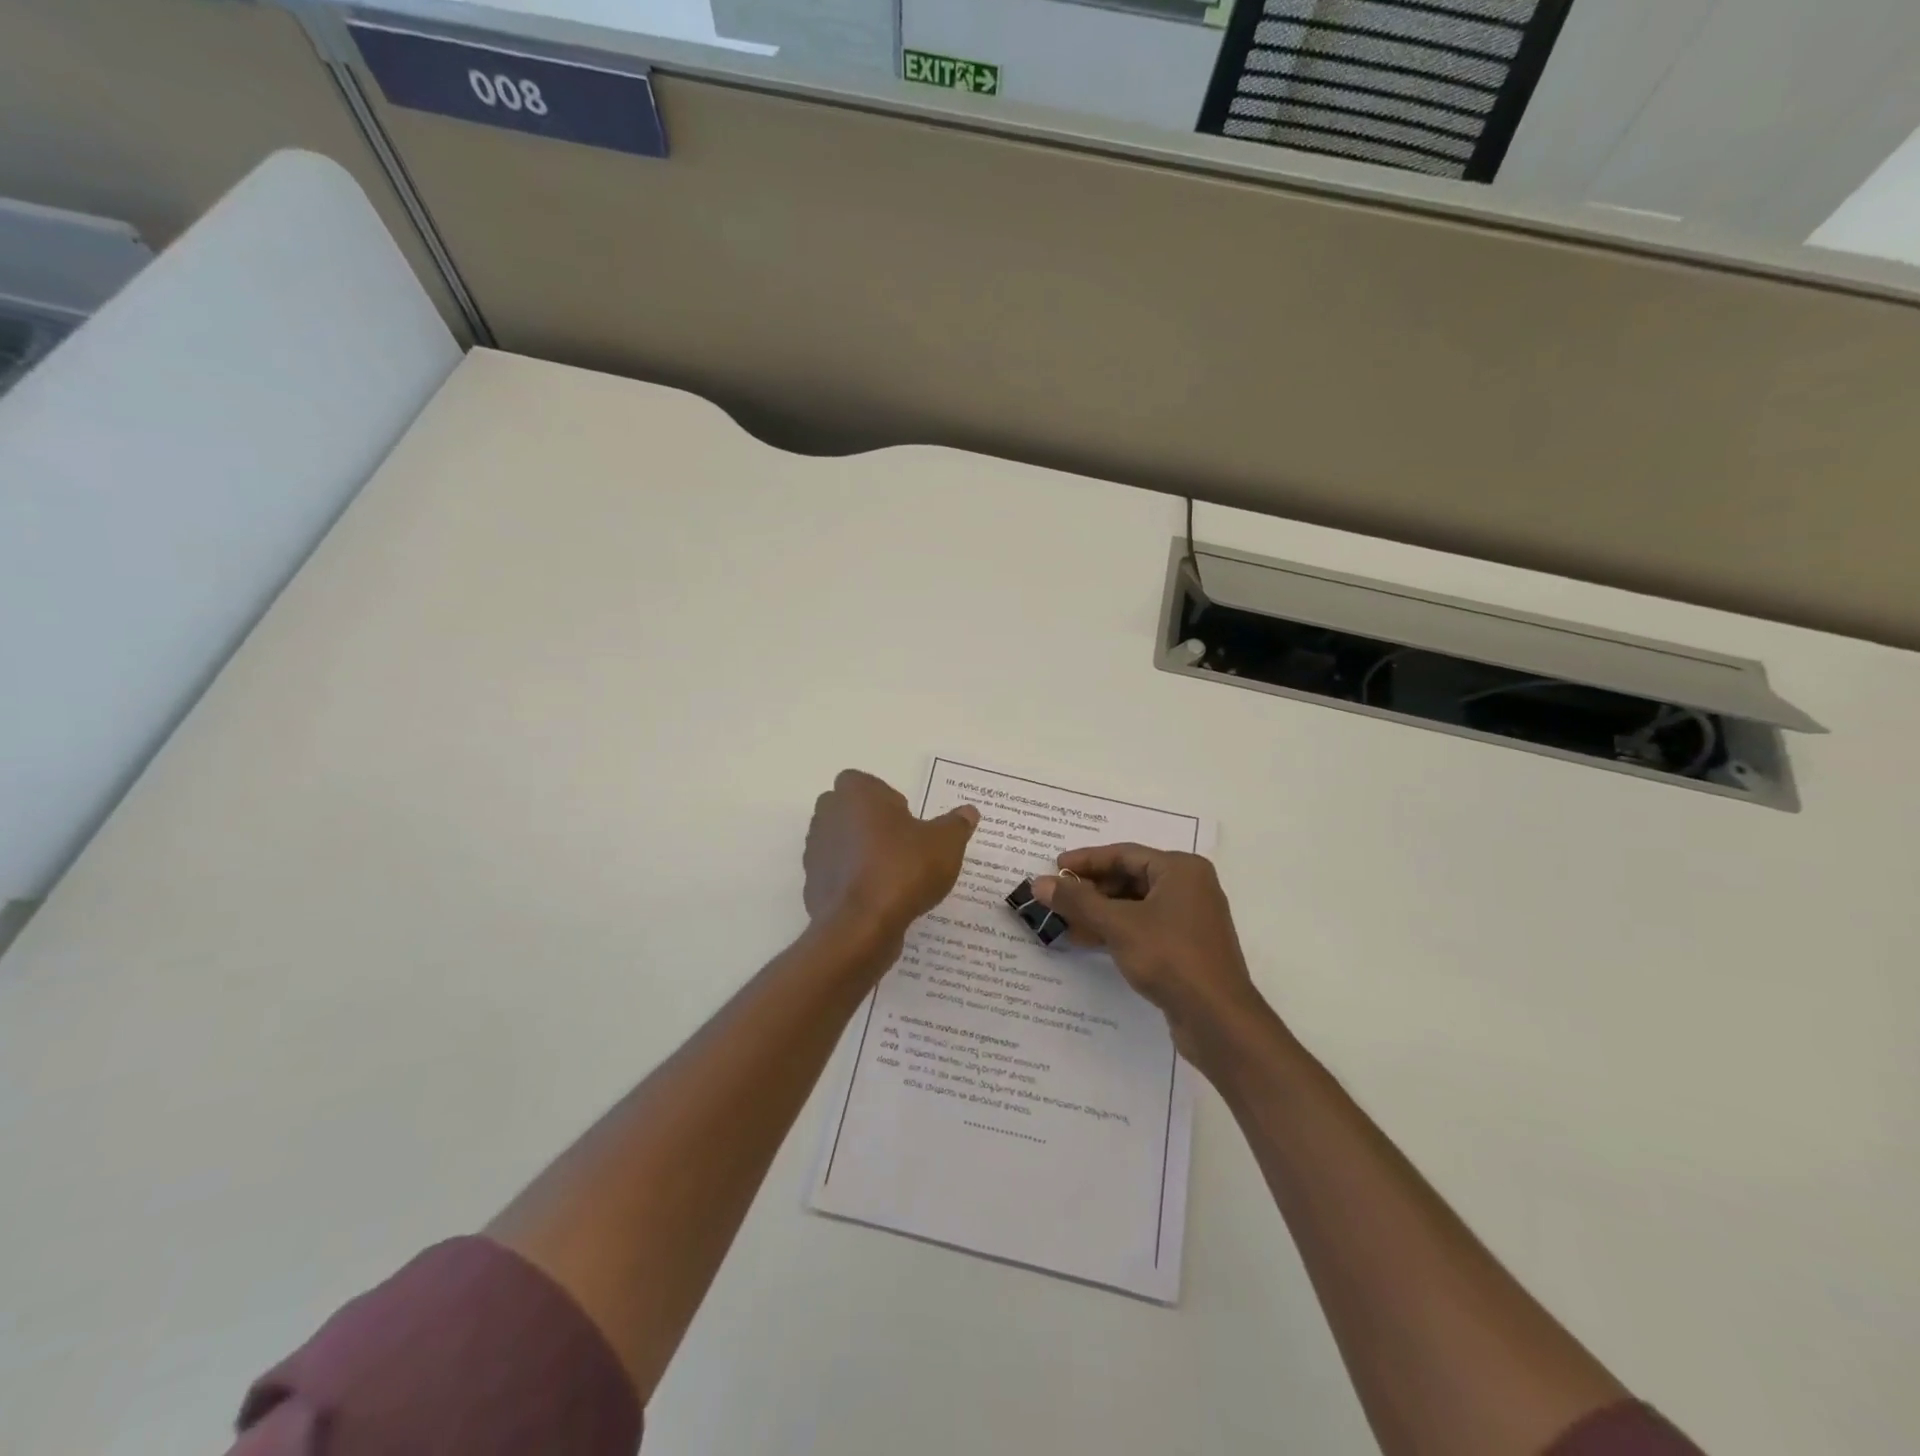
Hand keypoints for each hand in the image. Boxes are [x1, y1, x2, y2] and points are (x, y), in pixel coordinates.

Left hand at [804, 770, 978, 944]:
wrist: (861, 926)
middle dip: (872, 823)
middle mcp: (828, 815)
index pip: (865, 783)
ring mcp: (815, 851)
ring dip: (862, 852)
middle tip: (902, 845)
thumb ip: (957, 824)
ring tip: (894, 876)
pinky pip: (838, 874)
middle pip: (850, 811)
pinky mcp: (813, 884)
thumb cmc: (903, 869)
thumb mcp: (945, 843)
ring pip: (842, 843)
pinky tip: (879, 899)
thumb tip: (968, 812)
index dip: (886, 799)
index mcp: (855, 793)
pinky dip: (854, 881)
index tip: (907, 821)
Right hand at [1033, 845, 1268, 1065]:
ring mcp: (1189, 917)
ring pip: (1134, 904)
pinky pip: (1143, 926)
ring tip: (1064, 921)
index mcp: (1180, 869)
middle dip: (1091, 889)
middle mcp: (1189, 886)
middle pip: (1129, 877)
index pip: (1124, 853)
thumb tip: (1039, 883)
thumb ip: (1077, 901)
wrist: (1217, 1019)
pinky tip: (1087, 940)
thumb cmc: (1169, 957)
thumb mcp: (1117, 924)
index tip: (1055, 868)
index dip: (1086, 860)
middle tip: (1056, 897)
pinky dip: (1116, 929)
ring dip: (1099, 912)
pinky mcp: (1185, 946)